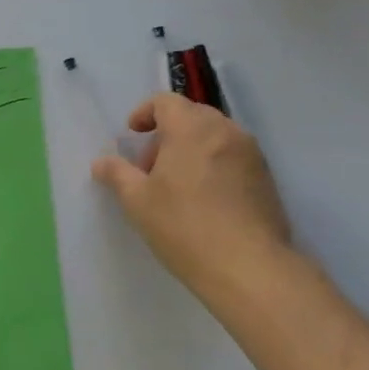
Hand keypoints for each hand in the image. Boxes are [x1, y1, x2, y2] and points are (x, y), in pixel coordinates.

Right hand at [91, 94, 293, 293]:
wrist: (249, 268)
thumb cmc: (184, 226)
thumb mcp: (137, 200)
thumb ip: (117, 174)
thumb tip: (101, 163)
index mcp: (192, 129)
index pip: (166, 101)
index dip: (144, 113)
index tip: (133, 135)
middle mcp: (226, 132)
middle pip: (192, 115)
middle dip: (166, 133)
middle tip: (149, 167)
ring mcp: (252, 155)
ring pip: (215, 136)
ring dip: (190, 148)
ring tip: (175, 185)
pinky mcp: (267, 179)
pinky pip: (232, 156)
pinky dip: (212, 164)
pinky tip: (202, 200)